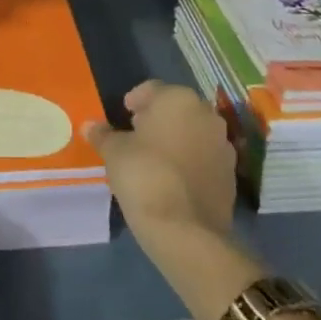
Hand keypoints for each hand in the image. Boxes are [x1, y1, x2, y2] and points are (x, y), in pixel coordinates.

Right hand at [86, 80, 236, 245]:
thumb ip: (103, 135)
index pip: (152, 89)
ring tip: (153, 159)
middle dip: (157, 118)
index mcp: (178, 99)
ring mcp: (223, 145)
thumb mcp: (114, 152)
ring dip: (176, 139)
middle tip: (136, 135)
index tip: (123, 115)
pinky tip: (172, 179)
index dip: (135, 101)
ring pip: (193, 133)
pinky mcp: (230, 174)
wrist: (186, 230)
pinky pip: (204, 158)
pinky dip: (189, 161)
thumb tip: (89, 126)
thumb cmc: (144, 175)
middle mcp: (206, 114)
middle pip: (176, 109)